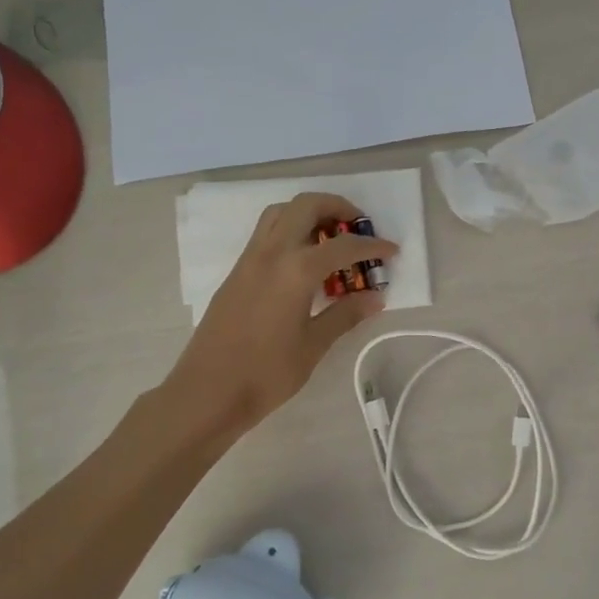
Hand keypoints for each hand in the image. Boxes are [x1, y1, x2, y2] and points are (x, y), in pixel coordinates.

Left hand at [166, 193, 397, 432]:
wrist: (207, 392)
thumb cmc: (266, 373)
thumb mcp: (314, 345)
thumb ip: (345, 315)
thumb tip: (375, 297)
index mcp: (295, 270)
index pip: (342, 245)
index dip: (372, 245)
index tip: (392, 250)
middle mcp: (271, 253)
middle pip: (305, 206)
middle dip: (336, 207)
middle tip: (358, 226)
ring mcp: (249, 260)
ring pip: (279, 213)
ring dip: (308, 214)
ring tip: (330, 237)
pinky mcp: (236, 273)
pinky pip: (265, 234)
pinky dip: (289, 231)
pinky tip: (303, 262)